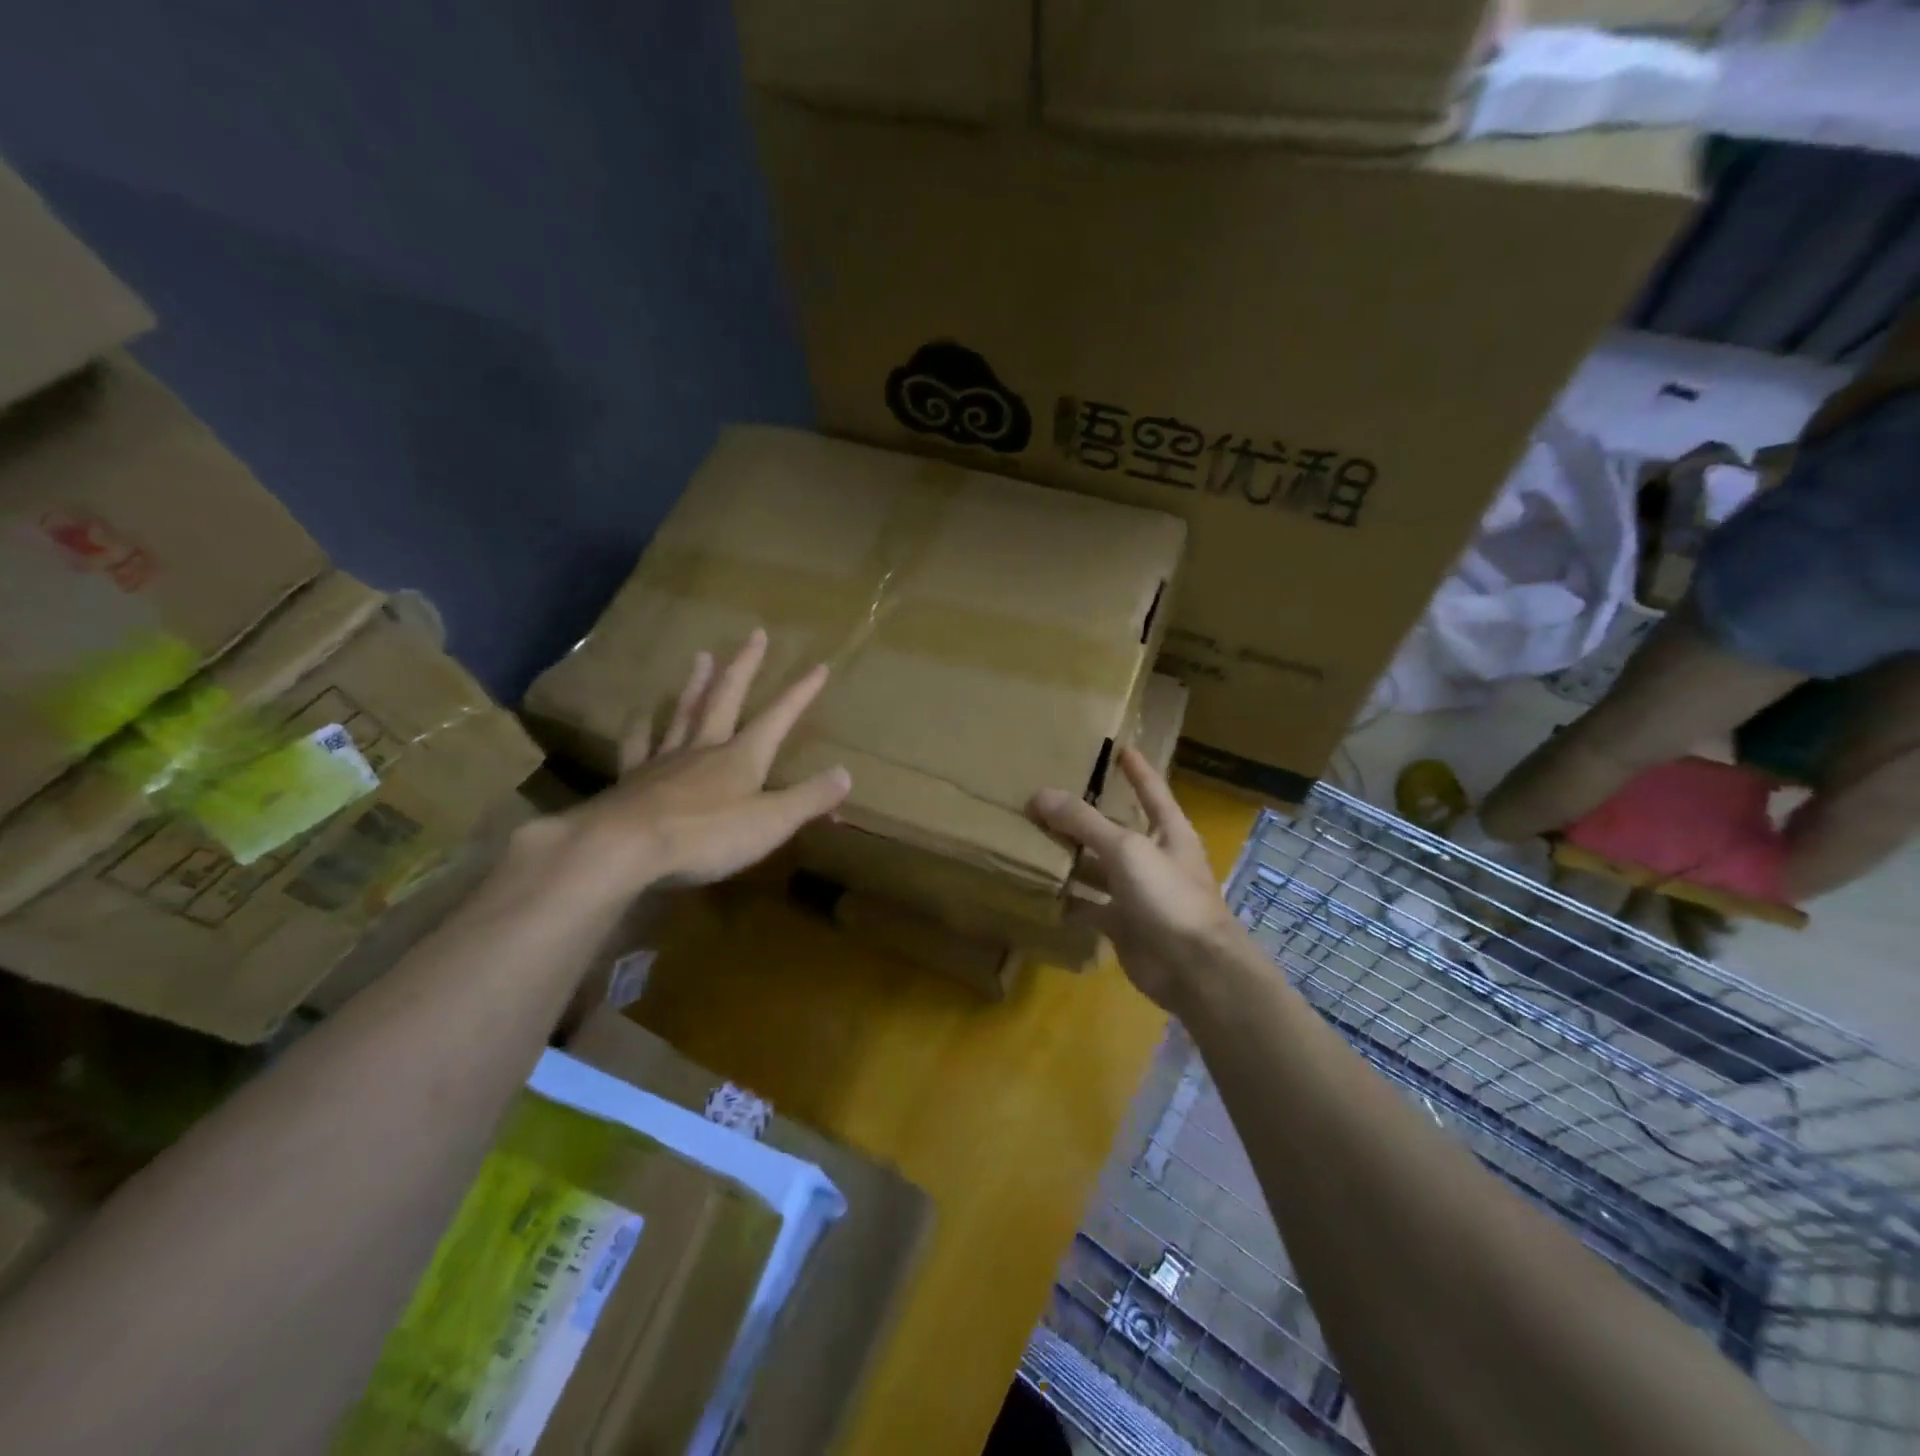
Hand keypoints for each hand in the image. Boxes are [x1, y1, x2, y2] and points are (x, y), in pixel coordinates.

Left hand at [547, 629, 850, 896]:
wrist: (627, 847)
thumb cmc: (707, 836)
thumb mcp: (771, 822)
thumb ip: (809, 798)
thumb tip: (846, 774)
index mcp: (742, 757)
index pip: (777, 718)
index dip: (799, 694)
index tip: (818, 666)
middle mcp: (705, 748)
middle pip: (727, 698)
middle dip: (744, 667)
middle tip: (754, 634)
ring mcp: (666, 760)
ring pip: (685, 712)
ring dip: (696, 684)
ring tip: (701, 655)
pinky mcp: (634, 779)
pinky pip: (639, 745)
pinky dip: (641, 727)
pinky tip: (640, 714)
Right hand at [1028, 747, 1245, 1013]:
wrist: (1193, 968)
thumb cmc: (1169, 896)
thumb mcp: (1126, 849)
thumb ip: (1084, 822)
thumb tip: (1039, 795)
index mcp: (1168, 832)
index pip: (1152, 791)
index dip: (1138, 771)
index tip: (1121, 748)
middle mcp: (1154, 858)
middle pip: (1116, 829)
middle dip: (1087, 814)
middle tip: (1050, 794)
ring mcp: (1138, 893)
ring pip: (1099, 867)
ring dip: (1072, 856)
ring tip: (1033, 835)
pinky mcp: (1123, 924)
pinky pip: (1090, 905)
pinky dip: (1068, 898)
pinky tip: (1041, 887)